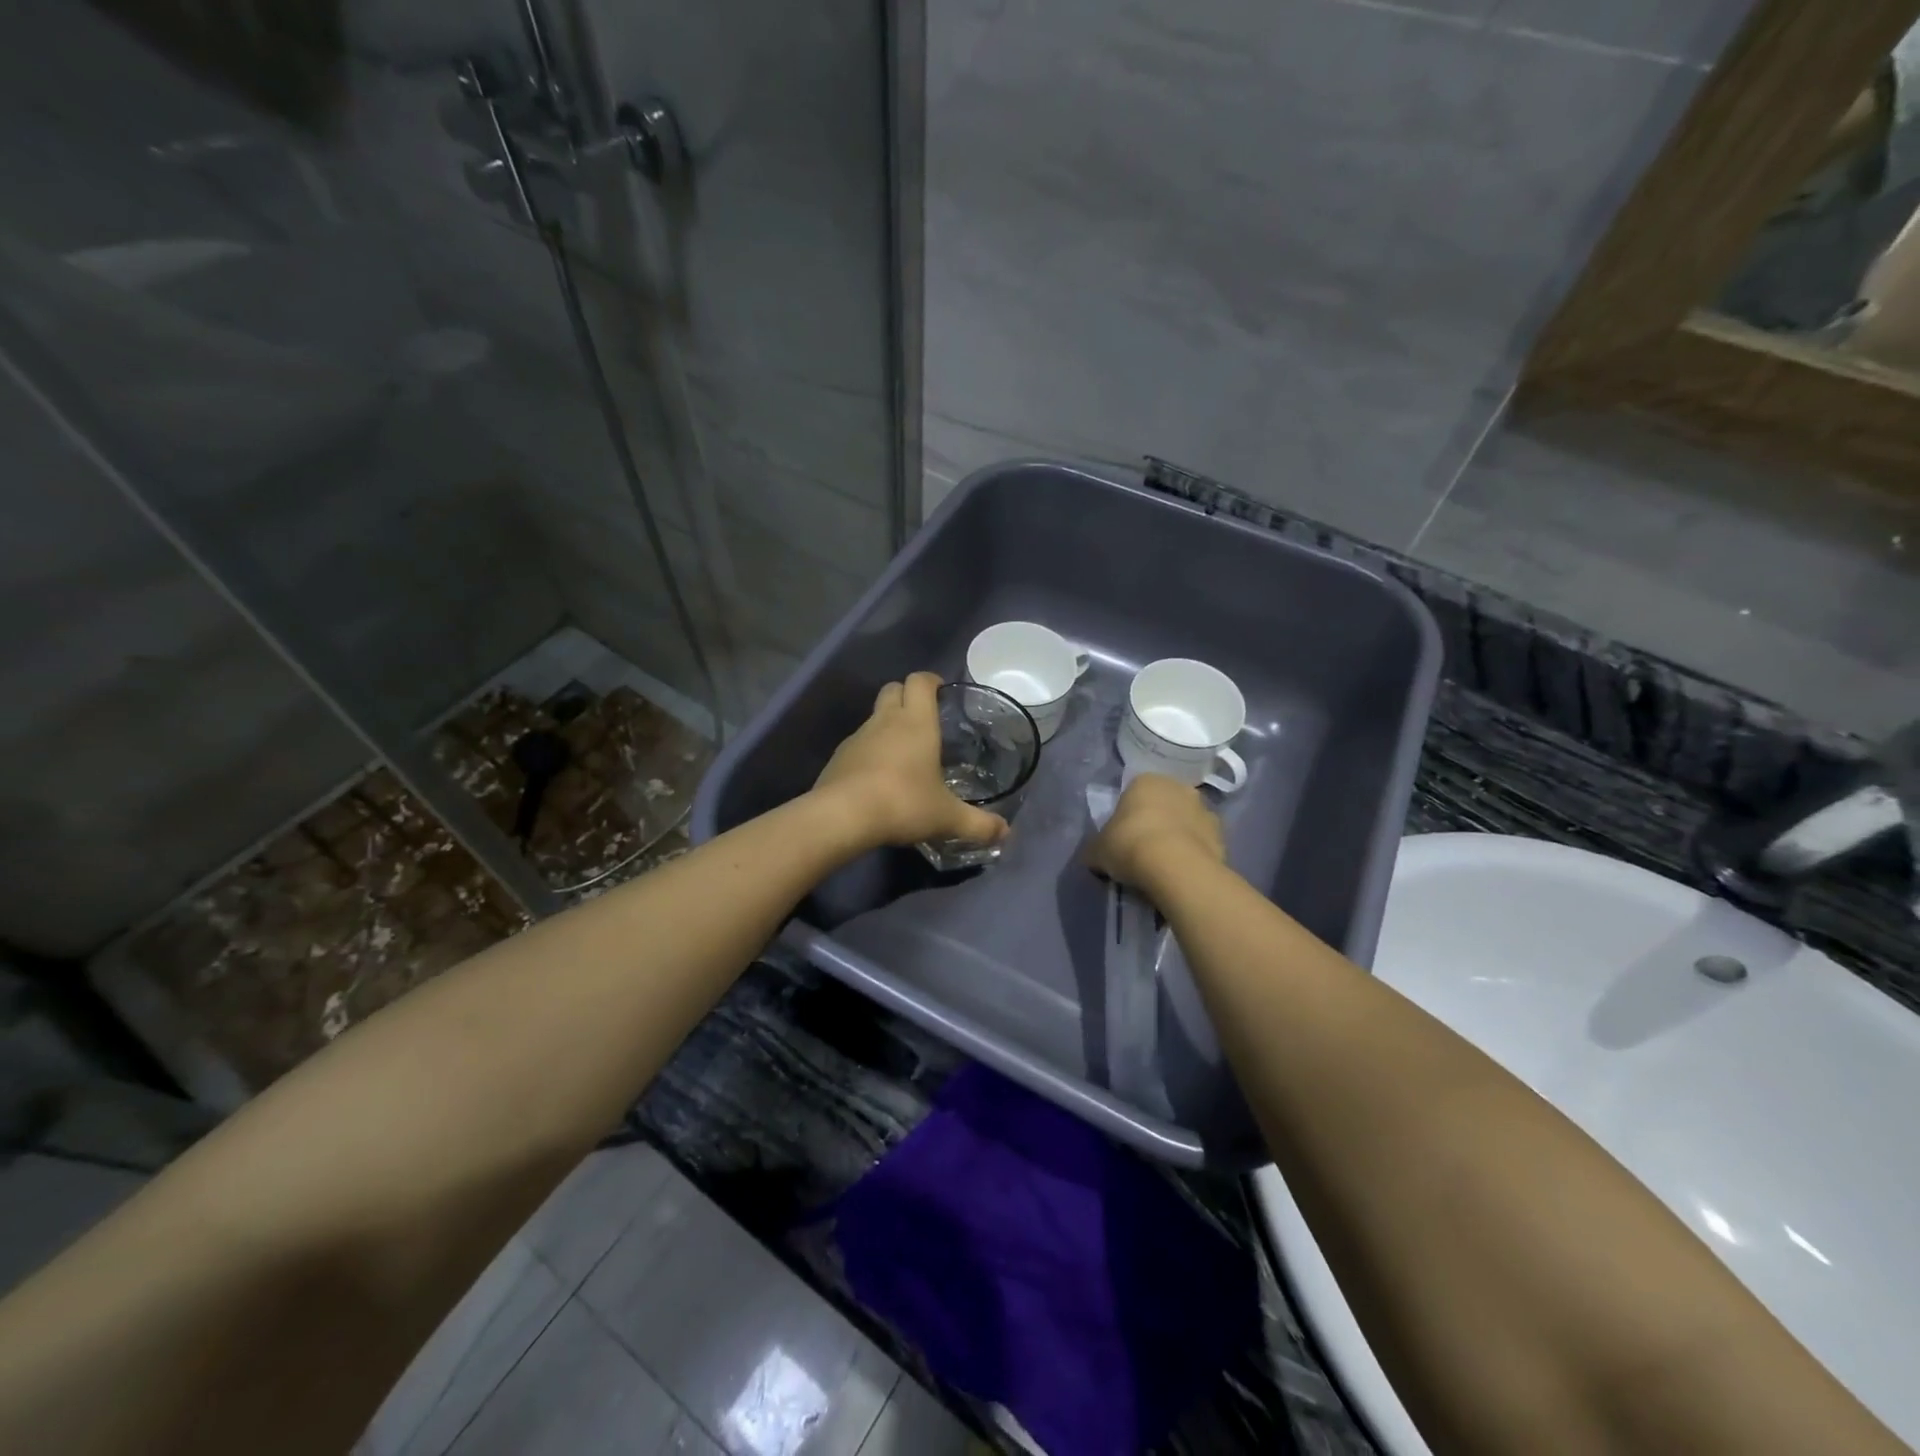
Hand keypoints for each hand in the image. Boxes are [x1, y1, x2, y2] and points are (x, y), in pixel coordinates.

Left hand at [813, 673, 1010, 850]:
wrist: (842, 816)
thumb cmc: (903, 803)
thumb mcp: (947, 818)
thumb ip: (978, 824)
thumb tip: (1005, 833)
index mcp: (916, 722)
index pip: (920, 681)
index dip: (931, 680)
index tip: (941, 691)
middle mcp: (885, 721)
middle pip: (893, 689)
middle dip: (907, 695)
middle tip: (923, 718)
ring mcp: (857, 737)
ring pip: (874, 717)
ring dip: (887, 725)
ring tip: (903, 754)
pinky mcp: (838, 757)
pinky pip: (858, 744)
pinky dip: (869, 751)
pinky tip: (878, 778)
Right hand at [1086, 773, 1224, 895]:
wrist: (1175, 868)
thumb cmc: (1130, 845)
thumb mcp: (1097, 850)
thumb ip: (1096, 848)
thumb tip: (1094, 855)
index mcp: (1146, 781)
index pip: (1133, 792)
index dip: (1127, 815)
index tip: (1122, 836)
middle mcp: (1178, 787)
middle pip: (1163, 804)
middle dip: (1155, 821)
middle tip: (1142, 848)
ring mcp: (1204, 810)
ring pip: (1185, 821)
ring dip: (1177, 836)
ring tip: (1164, 865)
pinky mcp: (1222, 836)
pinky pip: (1201, 843)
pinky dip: (1193, 853)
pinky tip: (1182, 872)